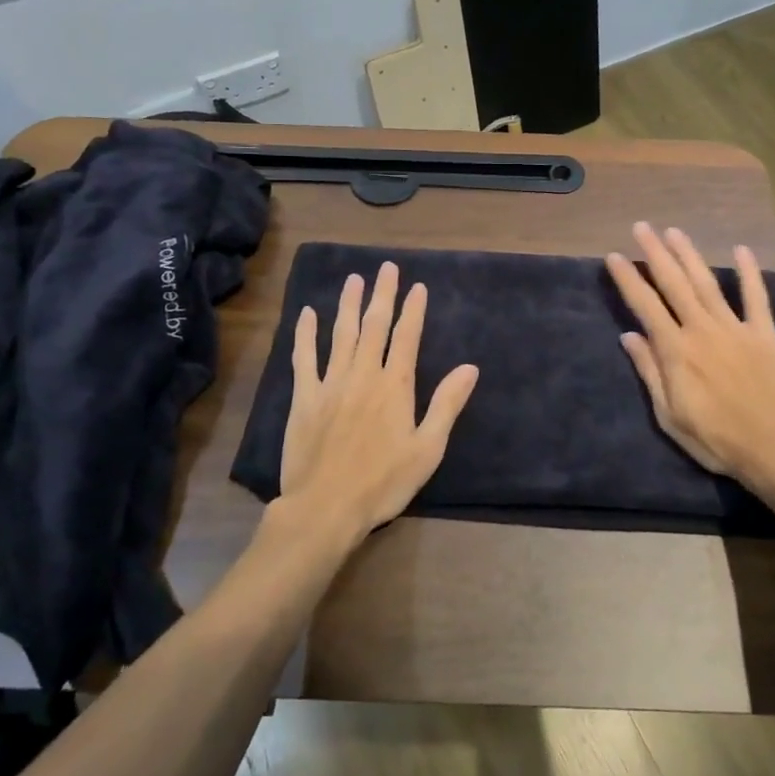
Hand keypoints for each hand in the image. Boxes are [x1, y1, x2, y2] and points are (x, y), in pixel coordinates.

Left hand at [278, 261, 478, 545]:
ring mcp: (330, 383)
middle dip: (383, 295)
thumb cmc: (383, 482)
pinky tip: (308, 313)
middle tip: (386, 268)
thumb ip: (447, 404)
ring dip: (349, 305)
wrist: (326, 507)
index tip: (417, 287)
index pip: (407, 337)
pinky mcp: (304, 397)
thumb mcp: (428, 448)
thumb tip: (470, 367)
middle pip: (375, 326)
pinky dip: (306, 334)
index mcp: (395, 386)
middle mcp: (364, 374)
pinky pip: (304, 358)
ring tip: (354, 279)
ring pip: (341, 334)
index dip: (413, 310)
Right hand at [606, 223, 774, 503]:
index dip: (628, 279)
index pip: (645, 306)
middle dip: (656, 254)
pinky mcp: (765, 334)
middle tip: (642, 227)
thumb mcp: (670, 415)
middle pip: (674, 284)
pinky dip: (749, 273)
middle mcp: (701, 330)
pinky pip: (756, 298)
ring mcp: (735, 328)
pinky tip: (741, 250)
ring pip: (708, 283)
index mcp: (676, 351)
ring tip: (674, 232)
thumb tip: (629, 337)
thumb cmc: (718, 439)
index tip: (614, 256)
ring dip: (690, 255)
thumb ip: (650, 373)